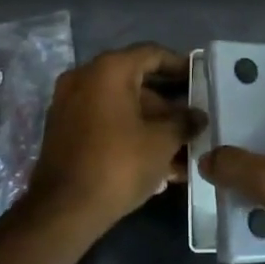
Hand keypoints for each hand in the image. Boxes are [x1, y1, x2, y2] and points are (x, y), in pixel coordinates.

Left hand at [25, 43, 205, 231]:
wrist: (64, 209)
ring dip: (152, 125)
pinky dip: (130, 134)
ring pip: (122, 107)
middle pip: (136, 82)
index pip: (151, 54)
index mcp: (108, 70)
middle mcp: (85, 78)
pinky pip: (105, 123)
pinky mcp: (65, 131)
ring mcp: (70, 104)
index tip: (200, 78)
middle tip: (194, 121)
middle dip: (168, 104)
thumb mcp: (161, 142)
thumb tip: (198, 116)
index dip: (180, 65)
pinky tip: (158, 163)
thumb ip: (184, 122)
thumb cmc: (118, 164)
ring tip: (182, 149)